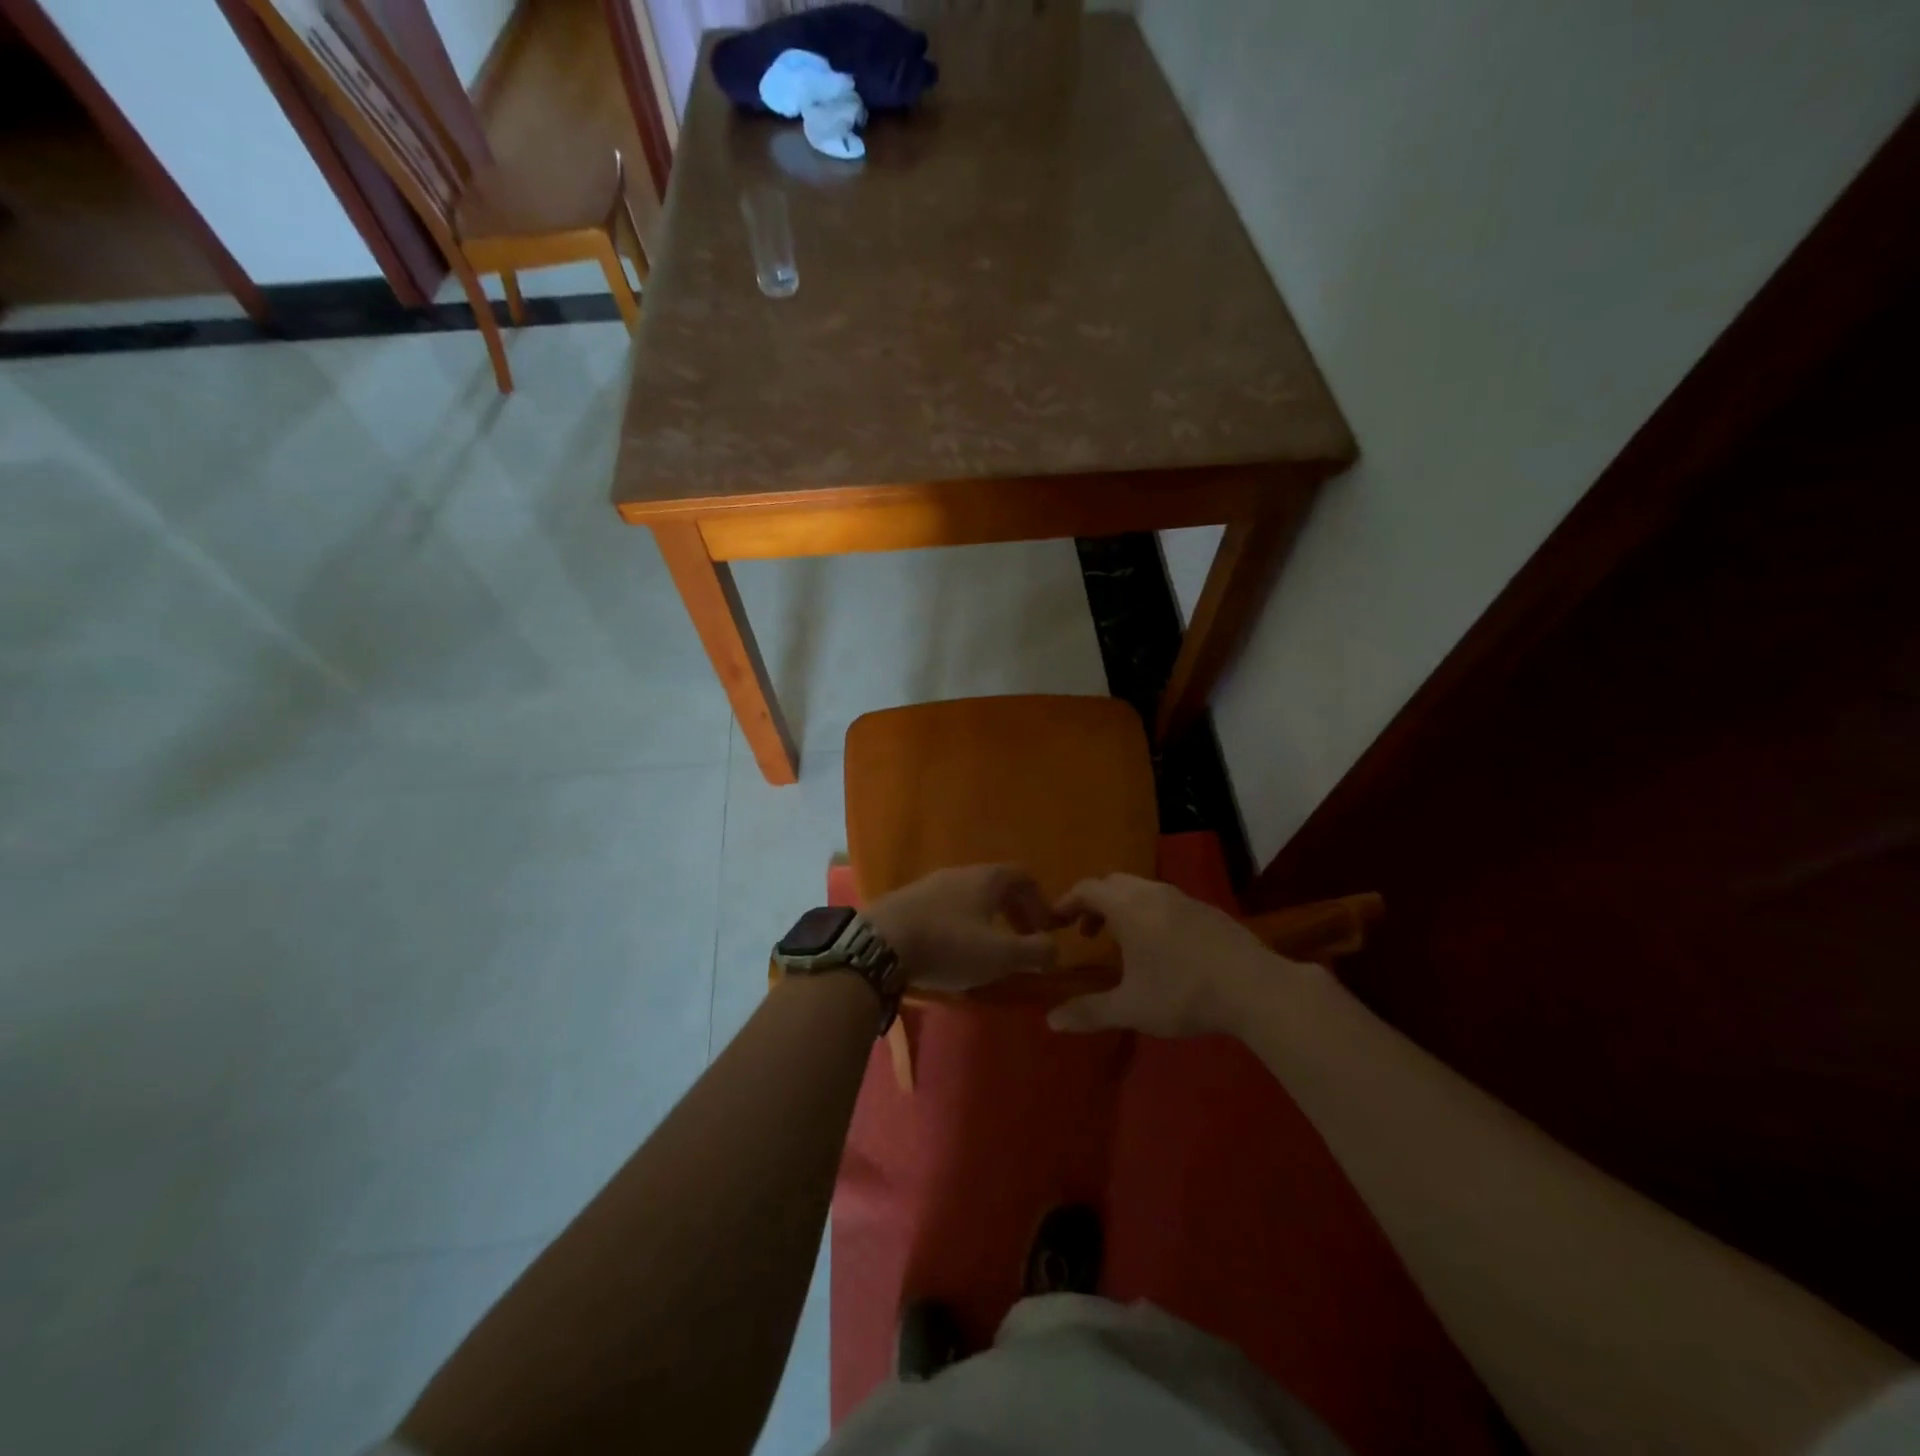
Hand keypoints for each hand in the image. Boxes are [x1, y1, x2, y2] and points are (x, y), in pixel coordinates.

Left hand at [867, 865, 1063, 994]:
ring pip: (969, 896)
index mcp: (987, 879)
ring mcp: (930, 884)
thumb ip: (1034, 952)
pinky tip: (951, 950)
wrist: (881, 942)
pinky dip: (958, 924)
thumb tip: (1055, 949)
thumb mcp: (1000, 954)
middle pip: (996, 885)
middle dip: (1014, 912)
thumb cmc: (948, 944)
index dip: (1040, 901)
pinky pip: (944, 907)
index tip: (1044, 929)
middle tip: (1021, 941)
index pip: (1023, 876)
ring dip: (985, 919)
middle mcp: (960, 873)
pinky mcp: (907, 900)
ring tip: (987, 950)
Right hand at [1048, 873, 1298, 1037]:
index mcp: (1128, 907)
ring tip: (1122, 941)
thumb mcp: (1131, 1008)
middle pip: (1113, 883)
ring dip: (1123, 907)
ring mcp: (1184, 898)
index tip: (1056, 922)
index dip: (1067, 902)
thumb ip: (1089, 1012)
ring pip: (1142, 890)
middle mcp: (1153, 893)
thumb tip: (1051, 1021)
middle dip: (1094, 903)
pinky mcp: (1208, 910)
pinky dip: (1149, 912)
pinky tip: (1162, 946)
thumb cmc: (1184, 993)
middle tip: (1087, 933)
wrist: (1255, 988)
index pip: (1087, 888)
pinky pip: (1166, 900)